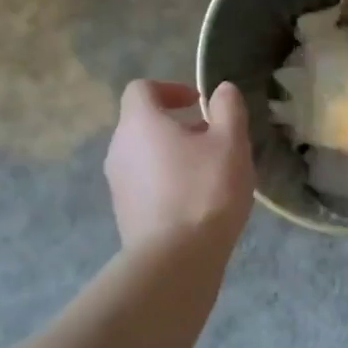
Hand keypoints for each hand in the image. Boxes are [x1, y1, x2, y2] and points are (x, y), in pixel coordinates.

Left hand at [104, 80, 253, 251]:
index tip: (199, 103)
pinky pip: (146, 185)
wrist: (176, 258)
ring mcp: (117, 183)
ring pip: (145, 156)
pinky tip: (196, 203)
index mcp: (139, 123)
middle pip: (144, 124)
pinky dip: (167, 183)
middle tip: (213, 141)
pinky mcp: (124, 213)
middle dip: (178, 126)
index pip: (142, 89)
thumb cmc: (205, 190)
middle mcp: (119, 148)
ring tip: (209, 174)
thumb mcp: (231, 143)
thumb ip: (228, 109)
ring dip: (174, 156)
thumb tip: (222, 90)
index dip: (170, 89)